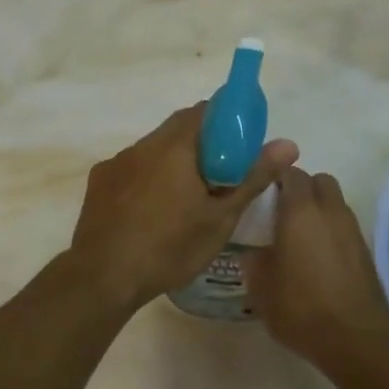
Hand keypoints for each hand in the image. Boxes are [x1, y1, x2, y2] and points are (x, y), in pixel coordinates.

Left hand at [68, 104, 298, 311]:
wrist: (103, 277)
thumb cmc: (169, 247)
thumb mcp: (220, 218)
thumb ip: (253, 177)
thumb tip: (288, 144)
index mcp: (175, 146)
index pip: (204, 111)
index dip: (226, 121)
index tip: (240, 144)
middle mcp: (143, 145)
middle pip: (178, 128)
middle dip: (201, 143)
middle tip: (220, 174)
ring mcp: (117, 162)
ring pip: (153, 149)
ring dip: (173, 161)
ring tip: (186, 197)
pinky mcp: (99, 181)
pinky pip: (132, 168)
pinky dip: (148, 177)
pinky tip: (152, 209)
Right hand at [244, 167, 388, 367]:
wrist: (356, 338)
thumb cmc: (301, 306)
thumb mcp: (261, 287)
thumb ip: (254, 260)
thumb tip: (254, 251)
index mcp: (300, 210)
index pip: (289, 172)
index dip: (274, 178)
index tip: (261, 194)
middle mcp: (329, 210)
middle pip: (319, 181)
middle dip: (302, 189)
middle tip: (282, 212)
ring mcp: (352, 229)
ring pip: (334, 202)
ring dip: (319, 209)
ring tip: (300, 236)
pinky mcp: (365, 249)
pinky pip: (344, 226)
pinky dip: (331, 231)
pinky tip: (318, 257)